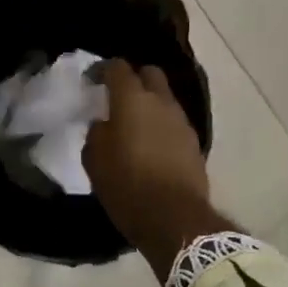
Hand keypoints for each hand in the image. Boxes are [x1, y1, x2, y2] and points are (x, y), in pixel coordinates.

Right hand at [84, 61, 226, 275]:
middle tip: (118, 98)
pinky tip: (152, 146)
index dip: (103, 70)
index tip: (92, 80)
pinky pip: (174, 124)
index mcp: (132, 99)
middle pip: (150, 74)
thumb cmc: (127, 184)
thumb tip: (104, 124)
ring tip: (135, 126)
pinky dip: (162, 127)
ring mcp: (182, 122)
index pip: (118, 68)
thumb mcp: (95, 160)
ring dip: (150, 105)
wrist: (174, 219)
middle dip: (134, 80)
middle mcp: (161, 102)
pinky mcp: (195, 143)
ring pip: (165, 99)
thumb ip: (97, 133)